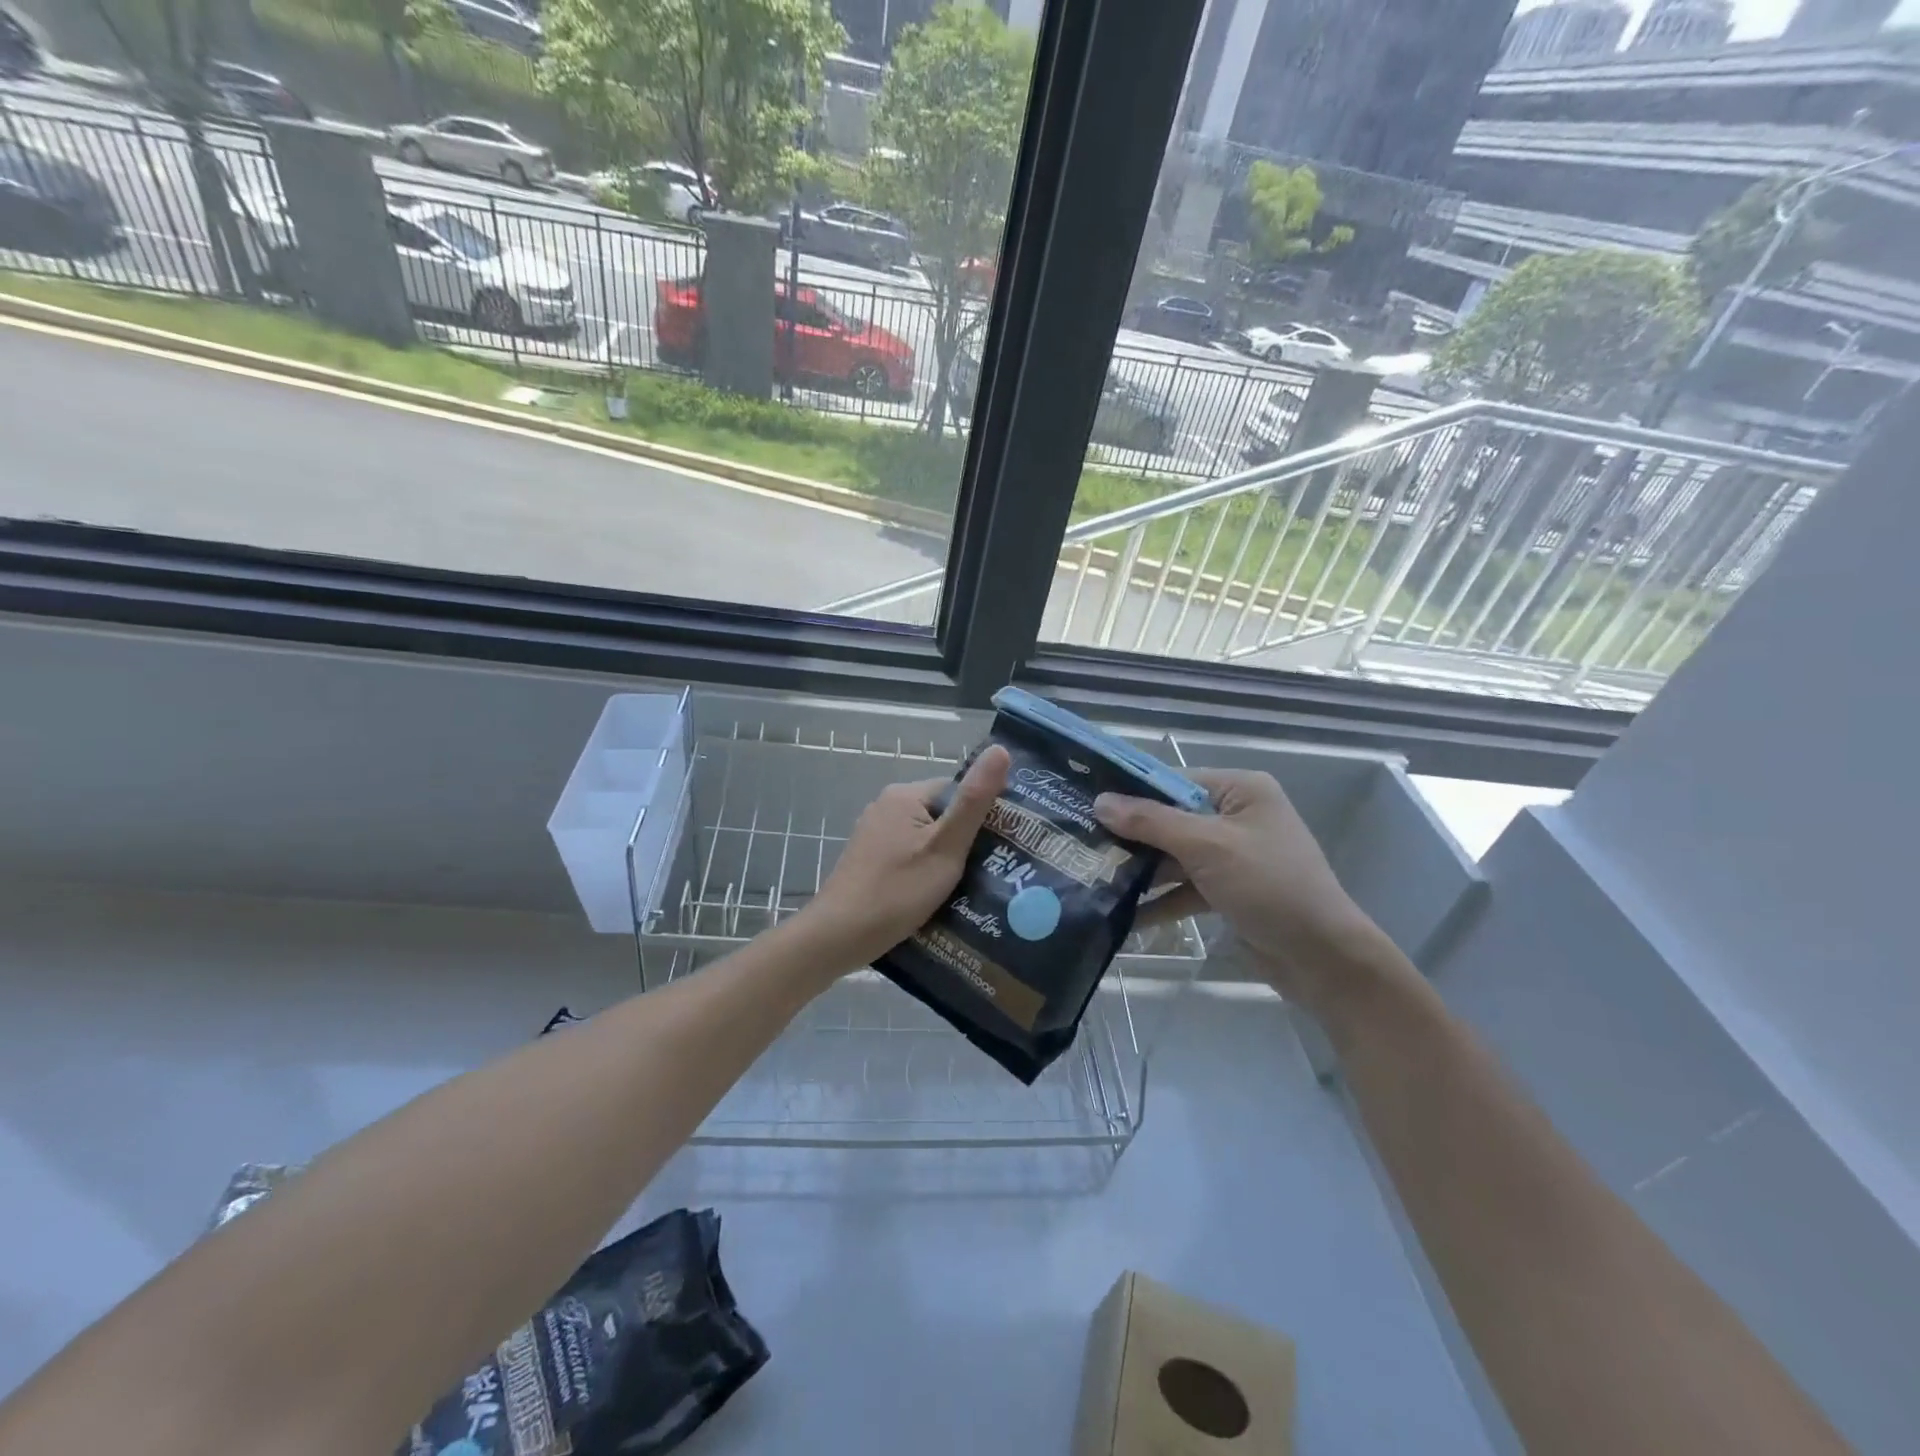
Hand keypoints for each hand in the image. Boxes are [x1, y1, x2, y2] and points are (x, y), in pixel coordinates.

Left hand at [799, 745, 1010, 972]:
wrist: (839, 936)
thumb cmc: (897, 890)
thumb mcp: (946, 846)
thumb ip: (974, 801)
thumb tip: (1000, 749)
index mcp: (905, 795)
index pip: (958, 791)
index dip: (984, 815)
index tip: (1005, 844)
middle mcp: (886, 806)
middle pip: (942, 814)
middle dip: (967, 840)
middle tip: (993, 869)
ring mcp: (874, 834)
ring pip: (926, 838)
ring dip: (948, 858)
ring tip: (972, 886)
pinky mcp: (870, 859)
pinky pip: (910, 855)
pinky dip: (926, 870)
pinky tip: (939, 895)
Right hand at [1095, 769, 1389, 1015]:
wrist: (1323, 959)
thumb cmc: (1270, 886)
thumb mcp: (1208, 847)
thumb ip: (1152, 822)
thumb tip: (1100, 801)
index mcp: (1240, 790)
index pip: (1173, 780)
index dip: (1130, 791)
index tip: (1084, 800)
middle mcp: (1235, 817)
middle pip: (1170, 819)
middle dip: (1129, 835)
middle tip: (1079, 841)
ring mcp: (1231, 856)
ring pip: (1173, 856)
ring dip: (1139, 871)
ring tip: (1090, 878)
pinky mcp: (1227, 891)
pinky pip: (1183, 888)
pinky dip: (1158, 901)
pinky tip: (1122, 916)